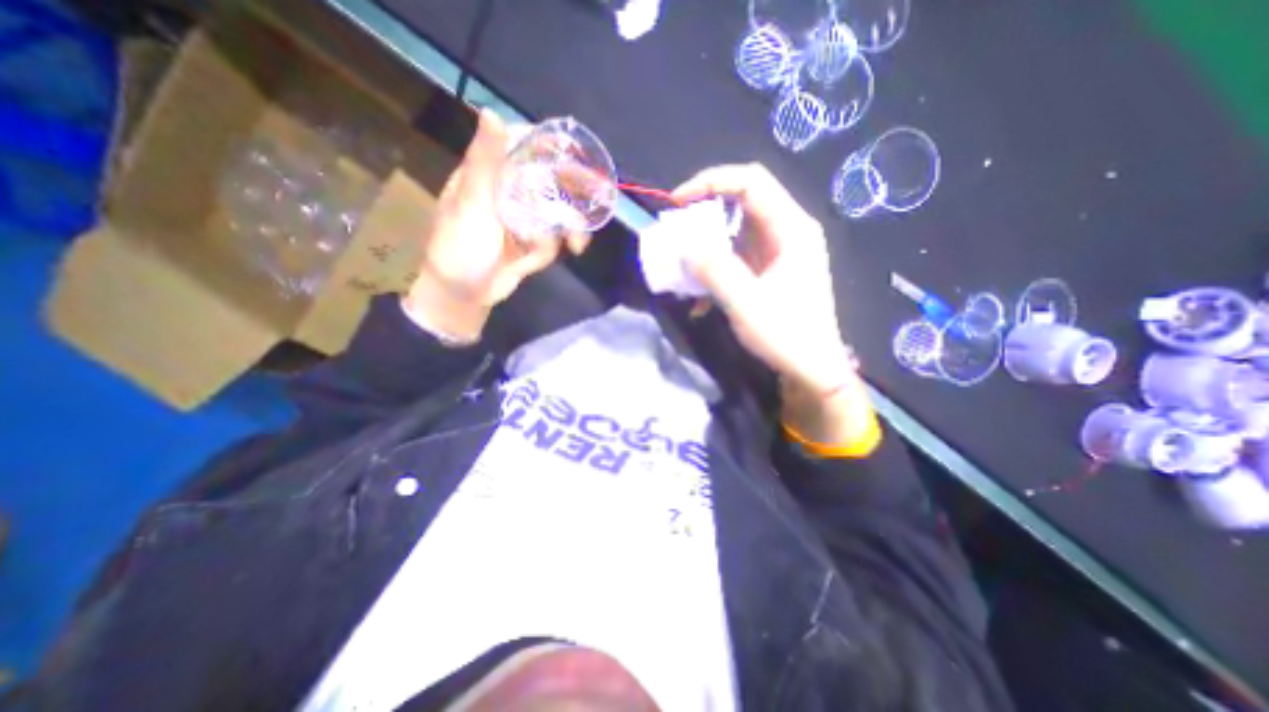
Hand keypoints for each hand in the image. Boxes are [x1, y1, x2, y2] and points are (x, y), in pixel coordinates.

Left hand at [405, 108, 589, 340]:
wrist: (464, 295)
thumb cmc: (459, 247)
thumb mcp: (471, 204)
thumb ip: (485, 163)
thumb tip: (492, 112)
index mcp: (490, 176)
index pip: (521, 147)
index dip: (545, 144)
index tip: (571, 150)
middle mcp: (509, 193)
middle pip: (548, 180)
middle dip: (571, 194)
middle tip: (594, 198)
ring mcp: (522, 220)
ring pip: (556, 213)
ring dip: (569, 229)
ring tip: (576, 245)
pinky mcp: (531, 244)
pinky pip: (551, 240)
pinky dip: (547, 250)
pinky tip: (534, 263)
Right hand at [672, 162, 850, 392]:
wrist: (811, 370)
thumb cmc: (786, 336)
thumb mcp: (745, 303)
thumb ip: (714, 270)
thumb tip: (684, 247)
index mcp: (791, 229)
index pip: (751, 182)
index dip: (711, 181)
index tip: (677, 201)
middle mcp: (787, 232)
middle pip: (742, 202)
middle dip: (704, 214)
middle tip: (677, 233)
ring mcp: (778, 252)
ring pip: (735, 231)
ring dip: (706, 246)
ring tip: (683, 267)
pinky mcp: (769, 270)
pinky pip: (736, 256)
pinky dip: (715, 269)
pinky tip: (701, 298)